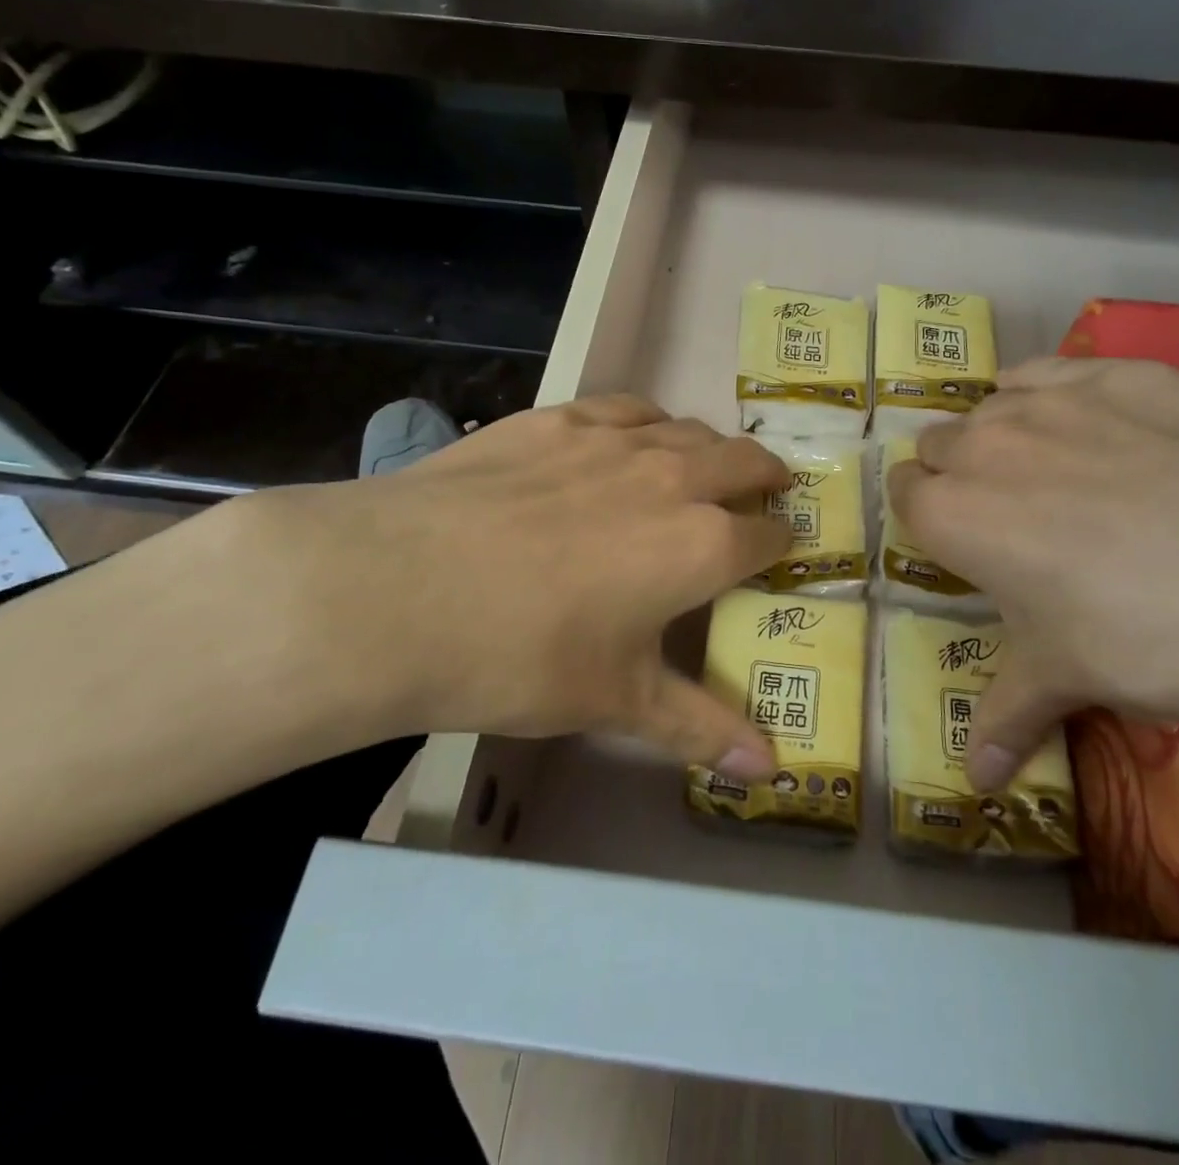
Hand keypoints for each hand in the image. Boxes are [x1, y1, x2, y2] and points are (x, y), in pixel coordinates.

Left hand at [210, 395, 790, 777]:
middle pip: (744, 461)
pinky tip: (628, 438)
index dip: (781, 543)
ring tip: (700, 468)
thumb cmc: (522, 656)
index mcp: (701, 545)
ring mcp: (612, 439)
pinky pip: (625, 408)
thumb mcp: (617, 700)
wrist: (398, 592)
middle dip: (764, 477)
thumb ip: (700, 727)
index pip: (768, 535)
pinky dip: (646, 423)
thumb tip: (769, 770)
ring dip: (708, 447)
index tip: (779, 549)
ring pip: (688, 428)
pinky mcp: (556, 419)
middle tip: (762, 493)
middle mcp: (672, 478)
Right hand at [887, 358, 1178, 789]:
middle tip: (1015, 516)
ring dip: (1004, 435)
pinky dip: (1053, 395)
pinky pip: (1051, 371)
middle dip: (959, 474)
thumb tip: (975, 784)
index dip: (929, 518)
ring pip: (991, 405)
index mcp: (952, 514)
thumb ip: (1004, 718)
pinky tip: (1099, 428)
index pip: (903, 492)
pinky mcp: (1116, 371)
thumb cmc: (1151, 638)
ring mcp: (1050, 399)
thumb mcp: (1067, 679)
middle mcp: (982, 444)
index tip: (964, 544)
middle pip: (939, 443)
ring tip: (1061, 473)